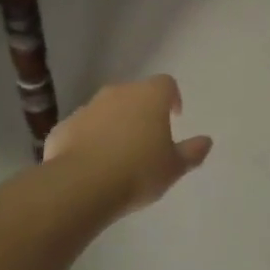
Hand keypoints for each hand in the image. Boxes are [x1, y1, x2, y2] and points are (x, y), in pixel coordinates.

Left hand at [43, 75, 212, 216]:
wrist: (81, 185)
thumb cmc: (138, 171)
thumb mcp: (173, 167)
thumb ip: (191, 152)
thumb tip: (206, 141)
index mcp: (149, 96)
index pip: (166, 84)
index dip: (172, 98)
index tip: (174, 116)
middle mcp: (117, 93)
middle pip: (134, 94)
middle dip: (142, 111)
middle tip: (148, 138)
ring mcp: (87, 108)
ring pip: (106, 110)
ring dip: (114, 124)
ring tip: (119, 154)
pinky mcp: (64, 127)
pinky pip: (82, 129)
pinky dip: (89, 140)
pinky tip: (93, 165)